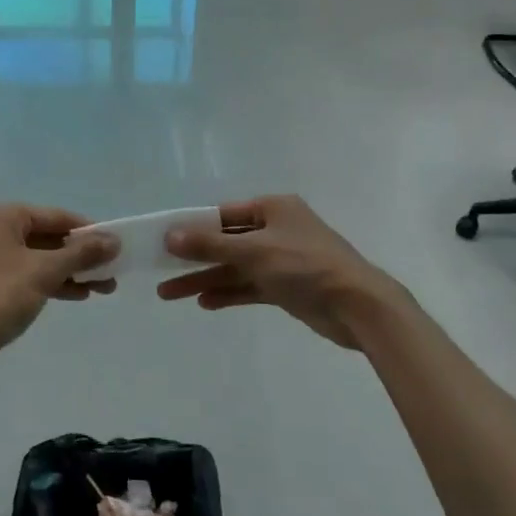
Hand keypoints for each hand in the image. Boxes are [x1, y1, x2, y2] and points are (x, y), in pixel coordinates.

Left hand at [0, 204, 118, 367]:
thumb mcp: (45, 272)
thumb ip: (81, 253)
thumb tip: (115, 240)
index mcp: (3, 216)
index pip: (56, 216)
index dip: (88, 231)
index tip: (115, 246)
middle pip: (48, 237)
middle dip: (81, 256)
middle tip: (111, 272)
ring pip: (38, 257)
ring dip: (69, 271)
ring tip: (103, 288)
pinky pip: (25, 272)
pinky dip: (49, 281)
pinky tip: (76, 294)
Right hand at [157, 195, 408, 349]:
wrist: (358, 306)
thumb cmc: (306, 266)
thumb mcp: (254, 252)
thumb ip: (211, 244)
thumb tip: (170, 235)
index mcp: (272, 208)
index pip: (222, 214)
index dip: (191, 227)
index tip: (162, 240)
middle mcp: (276, 229)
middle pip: (225, 242)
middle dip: (193, 258)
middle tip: (158, 271)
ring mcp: (281, 259)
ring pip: (234, 267)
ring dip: (205, 278)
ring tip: (168, 293)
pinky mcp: (287, 286)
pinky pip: (249, 286)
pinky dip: (228, 293)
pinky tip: (204, 303)